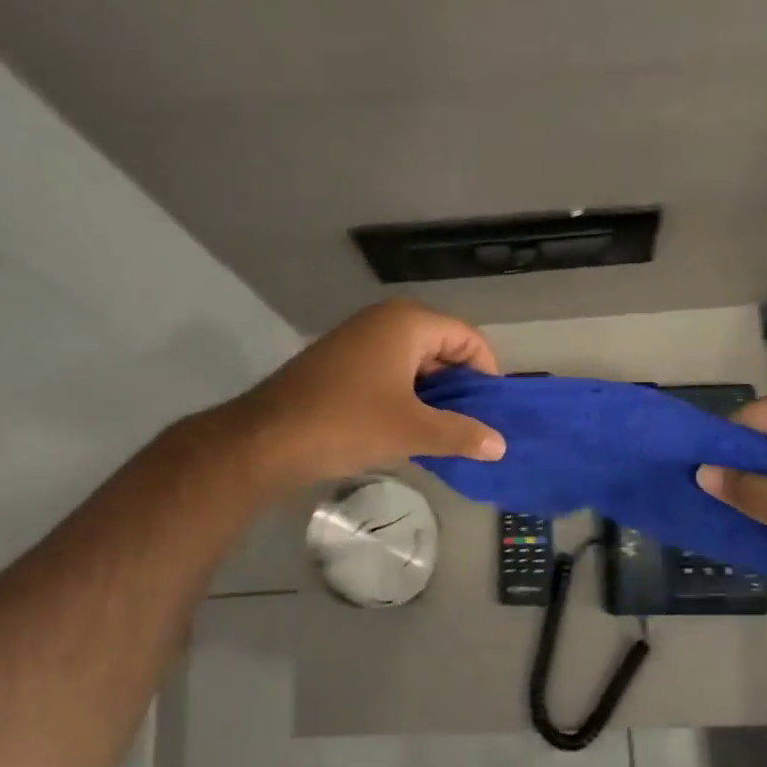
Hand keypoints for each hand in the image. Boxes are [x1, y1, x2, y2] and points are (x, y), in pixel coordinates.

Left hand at [230, 299, 506, 488]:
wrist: (266, 439)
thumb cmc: (347, 423)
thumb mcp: (412, 431)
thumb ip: (461, 434)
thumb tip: (501, 445)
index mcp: (407, 322)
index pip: (467, 338)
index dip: (485, 374)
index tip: (491, 412)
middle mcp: (384, 320)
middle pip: (442, 347)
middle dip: (459, 387)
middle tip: (471, 426)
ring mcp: (358, 339)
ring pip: (414, 362)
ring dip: (432, 395)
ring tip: (443, 433)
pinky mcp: (340, 362)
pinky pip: (389, 371)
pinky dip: (405, 396)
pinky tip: (407, 429)